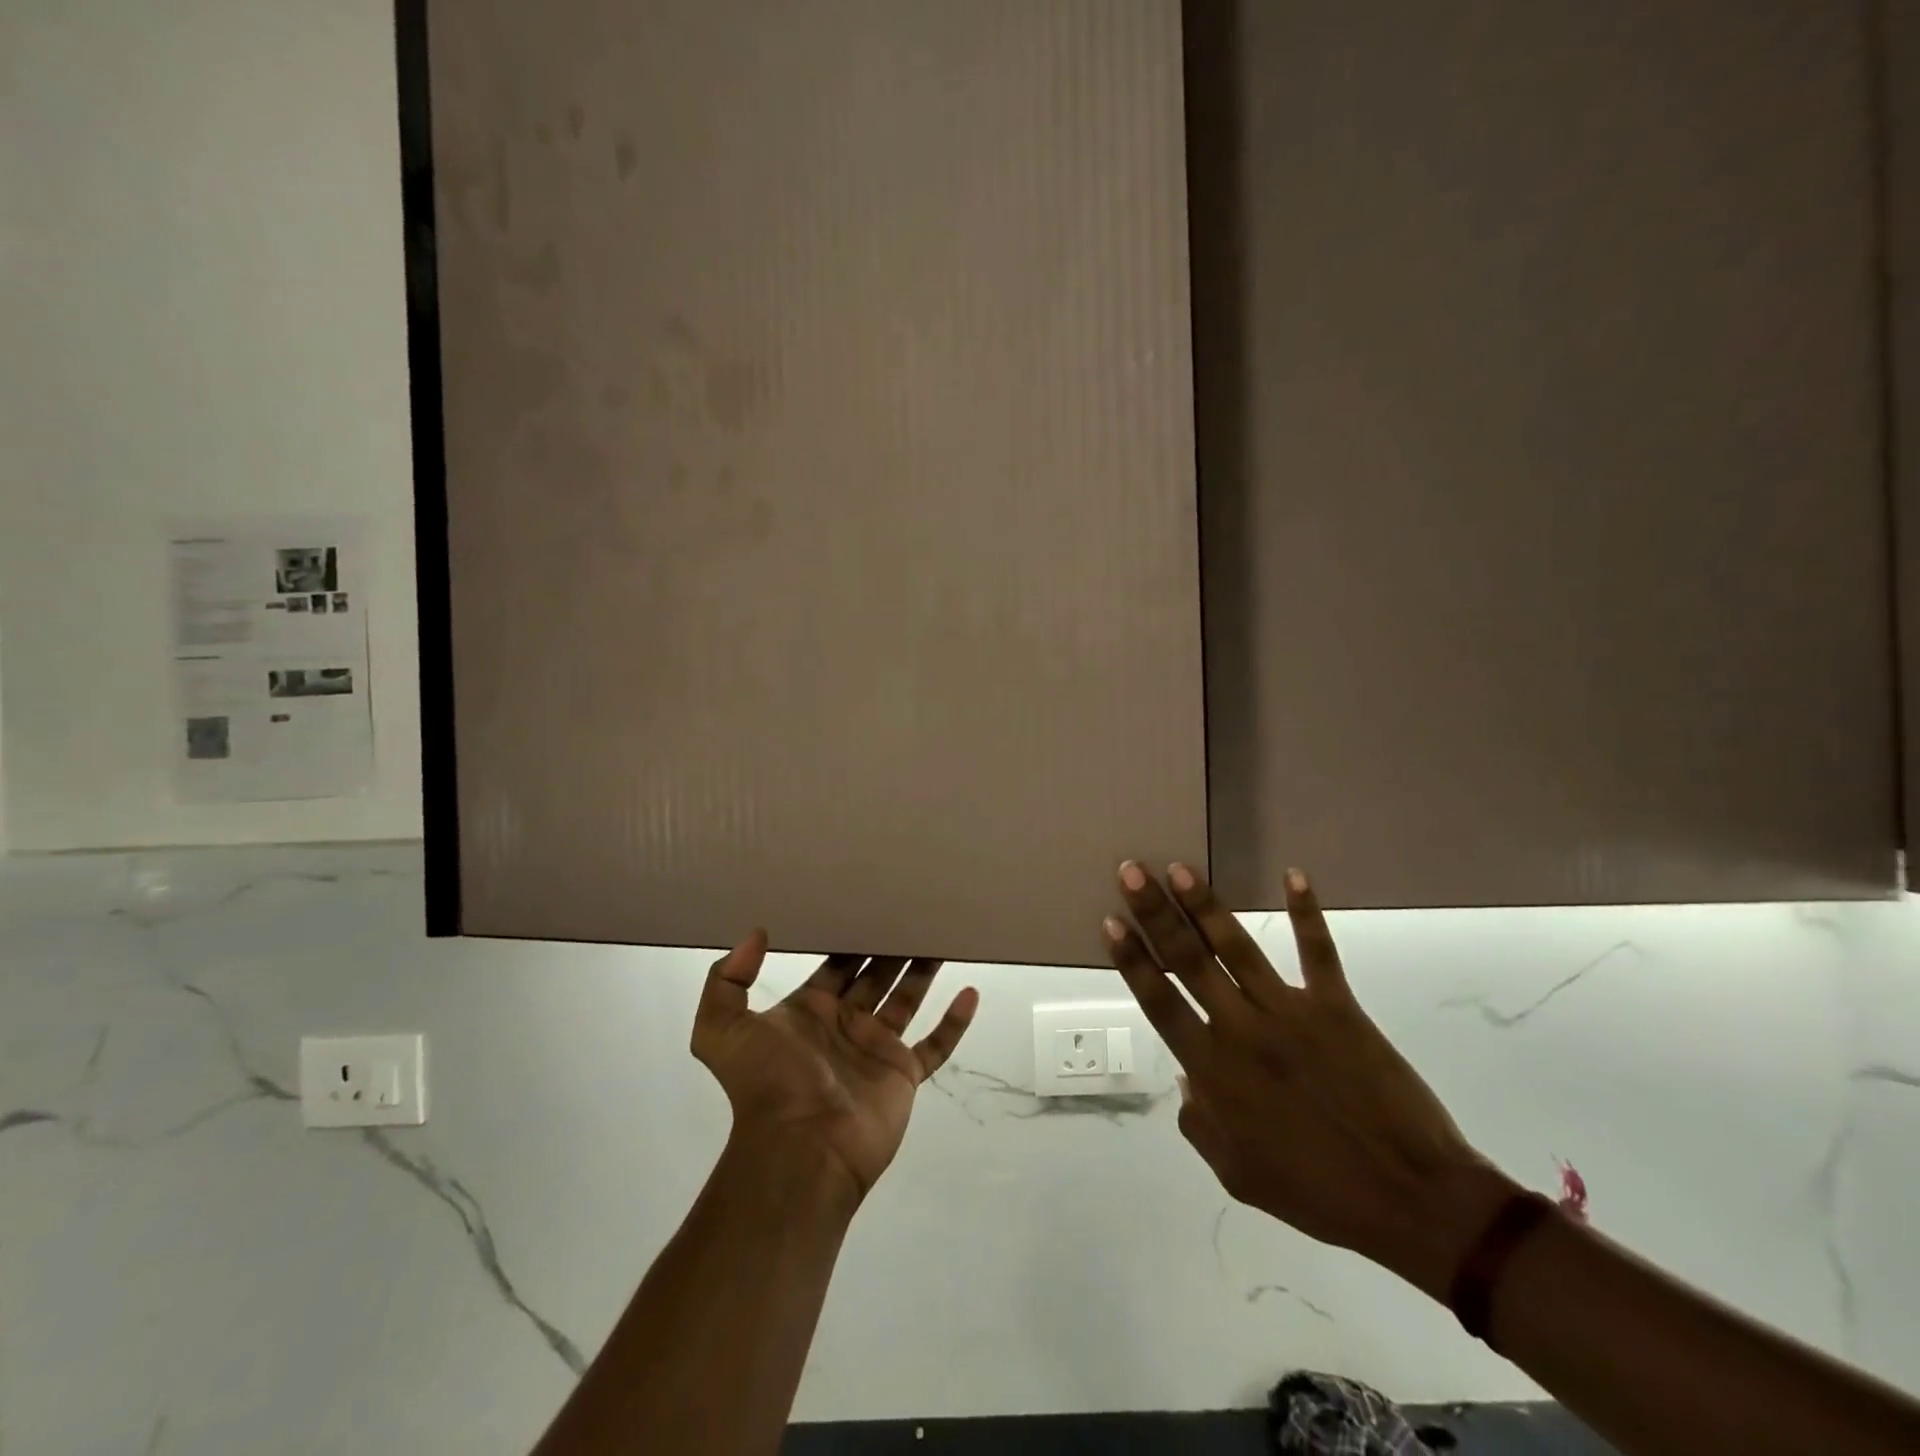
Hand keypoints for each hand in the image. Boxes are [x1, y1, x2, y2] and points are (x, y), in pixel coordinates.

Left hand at [691, 931, 978, 1199]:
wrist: (800, 1151)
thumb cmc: (767, 1085)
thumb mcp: (721, 1030)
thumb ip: (726, 980)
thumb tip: (754, 934)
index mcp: (809, 1012)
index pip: (835, 965)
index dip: (850, 937)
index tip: (870, 903)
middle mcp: (844, 1025)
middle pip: (874, 975)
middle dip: (891, 946)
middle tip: (913, 911)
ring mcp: (876, 1050)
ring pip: (907, 999)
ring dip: (923, 970)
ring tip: (942, 936)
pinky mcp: (903, 1074)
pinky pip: (936, 1045)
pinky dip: (954, 1023)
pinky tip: (971, 993)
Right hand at [1104, 863, 1510, 1294]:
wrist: (1412, 1201)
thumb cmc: (1318, 1193)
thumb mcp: (1238, 1175)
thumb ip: (1200, 1123)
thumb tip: (1186, 1080)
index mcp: (1214, 1072)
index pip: (1159, 1003)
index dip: (1132, 960)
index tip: (1111, 922)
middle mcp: (1242, 1031)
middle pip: (1188, 961)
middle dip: (1155, 913)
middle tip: (1132, 871)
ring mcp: (1291, 1013)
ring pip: (1238, 948)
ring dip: (1206, 905)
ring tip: (1181, 868)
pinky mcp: (1338, 1007)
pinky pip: (1318, 952)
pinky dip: (1306, 912)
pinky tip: (1294, 874)